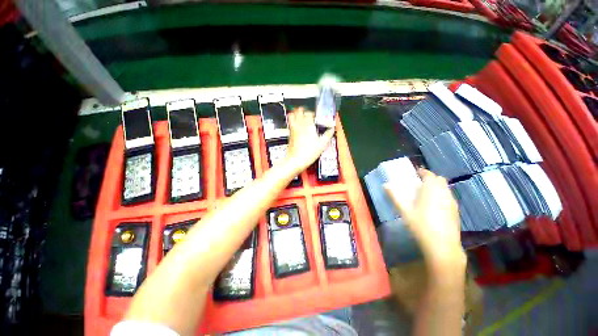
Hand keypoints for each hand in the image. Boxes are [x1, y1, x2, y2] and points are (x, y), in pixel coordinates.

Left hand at [285, 107, 334, 172]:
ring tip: (299, 115)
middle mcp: (299, 125)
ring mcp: (293, 129)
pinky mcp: (290, 134)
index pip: (309, 113)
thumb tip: (331, 130)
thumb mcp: (322, 144)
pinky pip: (289, 123)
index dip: (313, 113)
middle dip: (303, 110)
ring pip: (292, 115)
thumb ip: (328, 135)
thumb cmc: (308, 153)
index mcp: (308, 125)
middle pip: (299, 111)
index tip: (315, 117)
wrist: (296, 160)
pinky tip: (296, 125)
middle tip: (307, 113)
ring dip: (295, 113)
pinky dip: (292, 121)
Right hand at [384, 169, 464, 269]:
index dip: (423, 172)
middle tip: (421, 183)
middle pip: (440, 180)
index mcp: (431, 191)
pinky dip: (443, 195)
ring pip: (446, 188)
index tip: (417, 172)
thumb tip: (385, 185)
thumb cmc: (421, 226)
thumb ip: (395, 196)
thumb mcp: (404, 211)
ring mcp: (452, 203)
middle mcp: (444, 194)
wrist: (442, 246)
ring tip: (427, 193)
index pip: (430, 175)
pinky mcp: (456, 212)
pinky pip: (449, 197)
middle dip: (431, 179)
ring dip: (438, 187)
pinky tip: (436, 205)